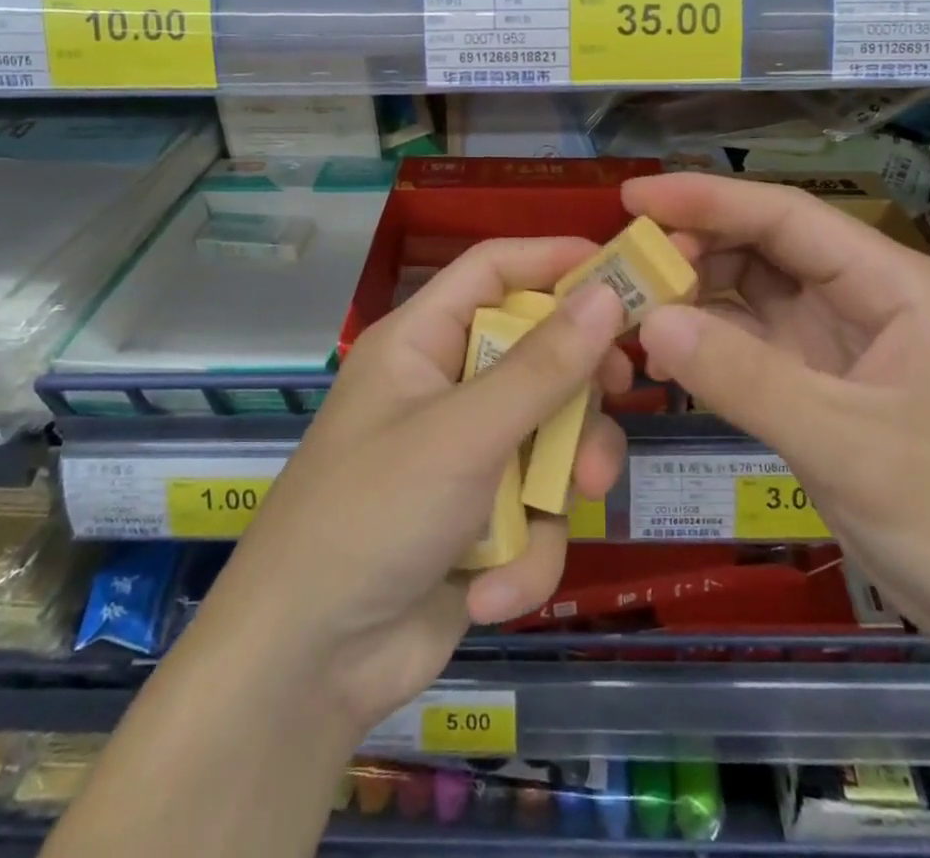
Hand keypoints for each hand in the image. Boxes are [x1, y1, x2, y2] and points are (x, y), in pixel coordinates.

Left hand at [190, 238, 630, 742]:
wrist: (305, 671)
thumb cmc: (373, 516)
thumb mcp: (465, 433)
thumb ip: (543, 366)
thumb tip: (608, 291)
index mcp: (423, 342)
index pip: (494, 270)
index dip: (555, 259)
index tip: (624, 271)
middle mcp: (447, 388)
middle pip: (538, 353)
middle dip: (578, 389)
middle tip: (621, 392)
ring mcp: (467, 456)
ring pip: (550, 437)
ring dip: (561, 480)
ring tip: (561, 509)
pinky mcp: (484, 521)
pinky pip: (536, 512)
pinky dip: (526, 553)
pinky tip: (491, 591)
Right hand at [625, 173, 929, 657]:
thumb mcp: (846, 445)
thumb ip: (744, 378)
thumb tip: (649, 320)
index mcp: (892, 285)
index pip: (787, 216)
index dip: (707, 199)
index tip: (633, 199)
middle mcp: (866, 299)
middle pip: (766, 249)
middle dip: (695, 250)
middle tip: (622, 267)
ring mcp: (844, 343)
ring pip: (755, 295)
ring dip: (697, 296)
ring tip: (633, 306)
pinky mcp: (826, 386)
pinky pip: (756, 345)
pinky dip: (712, 343)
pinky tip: (667, 350)